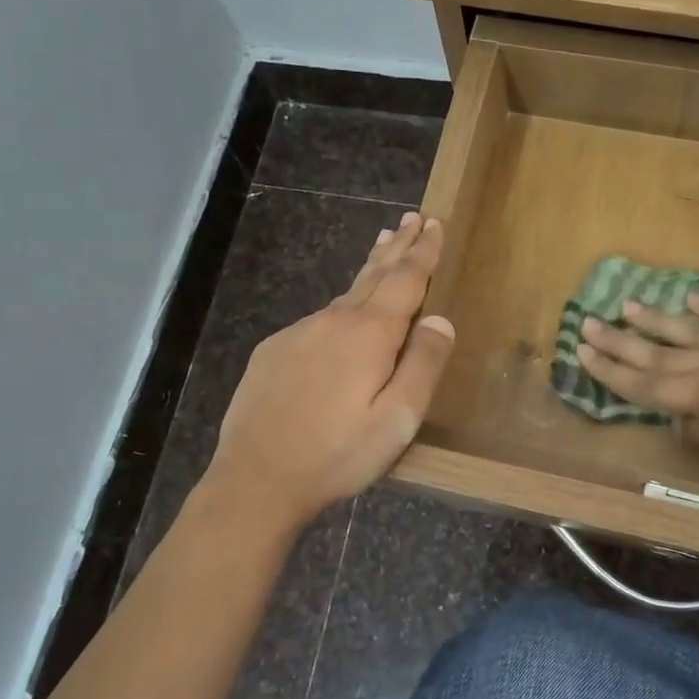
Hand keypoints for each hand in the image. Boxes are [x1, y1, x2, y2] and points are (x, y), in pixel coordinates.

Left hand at [210, 214, 455, 528]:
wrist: (257, 478)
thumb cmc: (338, 454)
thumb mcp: (398, 419)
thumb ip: (424, 365)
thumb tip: (440, 320)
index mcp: (369, 334)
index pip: (405, 280)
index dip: (423, 252)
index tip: (433, 224)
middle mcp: (333, 321)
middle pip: (373, 275)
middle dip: (397, 247)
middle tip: (412, 219)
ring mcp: (298, 333)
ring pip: (344, 296)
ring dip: (369, 271)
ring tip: (384, 248)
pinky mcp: (274, 351)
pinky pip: (318, 321)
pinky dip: (340, 308)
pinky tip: (342, 320)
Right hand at [577, 294, 698, 469]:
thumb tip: (678, 421)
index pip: (647, 383)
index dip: (612, 372)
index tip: (581, 353)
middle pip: (657, 352)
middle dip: (618, 342)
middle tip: (585, 323)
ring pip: (687, 329)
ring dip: (653, 320)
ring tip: (625, 306)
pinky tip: (692, 300)